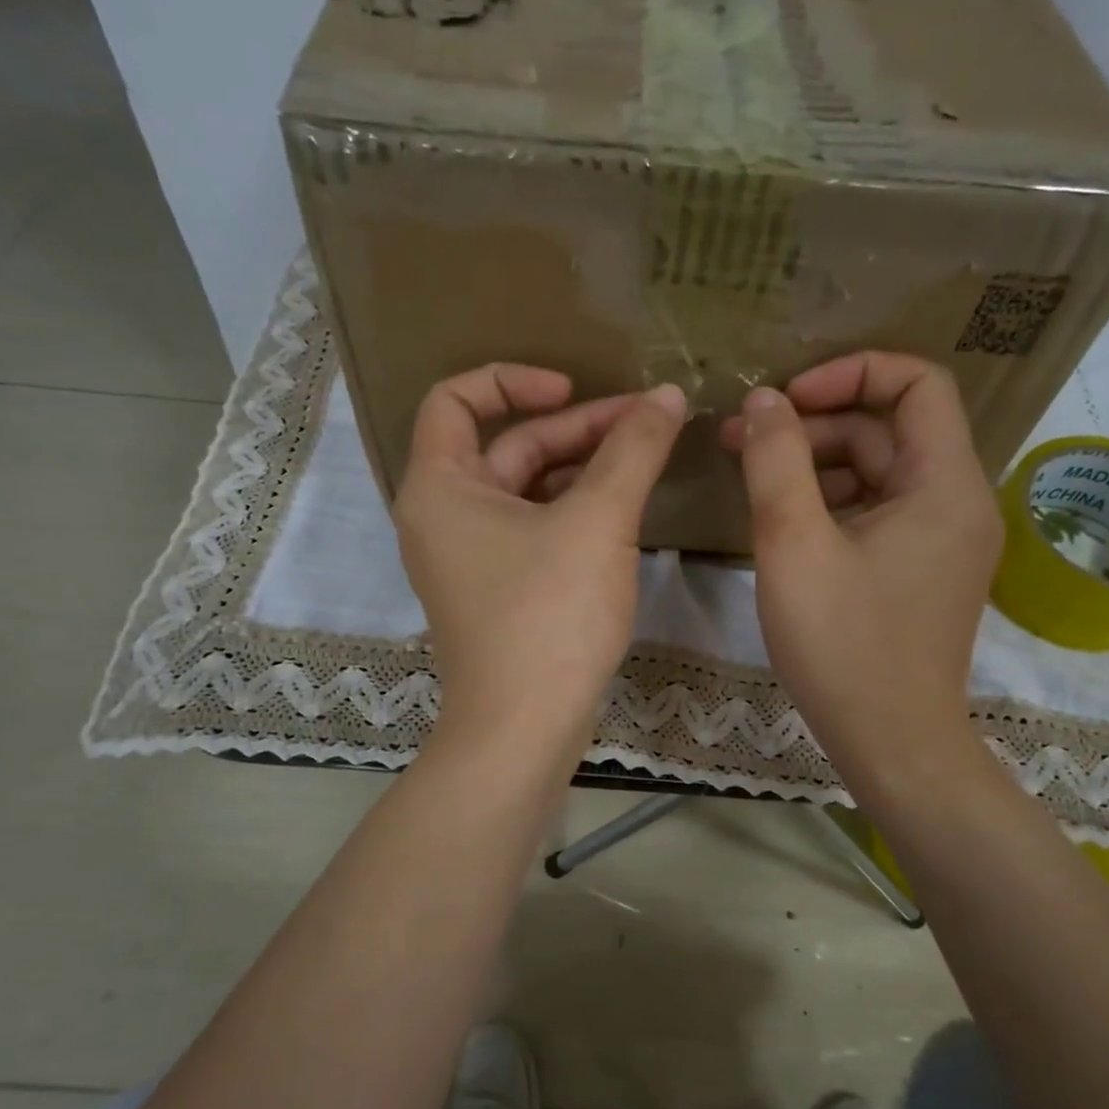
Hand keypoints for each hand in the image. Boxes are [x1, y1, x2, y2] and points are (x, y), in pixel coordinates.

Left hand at [394, 364, 686, 742]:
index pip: (457, 398)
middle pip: (507, 445)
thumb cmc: (549, 616)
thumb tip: (667, 396)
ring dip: (582, 468)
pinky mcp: (498, 591)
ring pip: (526, 490)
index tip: (573, 389)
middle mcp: (443, 516)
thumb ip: (633, 450)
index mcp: (440, 486)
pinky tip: (624, 509)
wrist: (524, 729)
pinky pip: (533, 529)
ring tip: (645, 457)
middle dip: (577, 428)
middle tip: (647, 421)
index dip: (514, 379)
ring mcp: (470, 558)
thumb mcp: (598, 522)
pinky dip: (573, 510)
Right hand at [721, 352, 1002, 792]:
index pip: (917, 383)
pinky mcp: (923, 571)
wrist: (891, 744)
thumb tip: (763, 402)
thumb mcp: (794, 544)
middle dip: (814, 425)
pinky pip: (879, 512)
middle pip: (889, 429)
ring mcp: (943, 541)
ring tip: (753, 480)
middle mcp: (958, 502)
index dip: (849, 373)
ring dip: (817, 465)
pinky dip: (832, 504)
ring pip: (879, 473)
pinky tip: (785, 524)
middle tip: (740, 441)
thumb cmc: (843, 645)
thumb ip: (776, 461)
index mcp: (945, 485)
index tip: (785, 400)